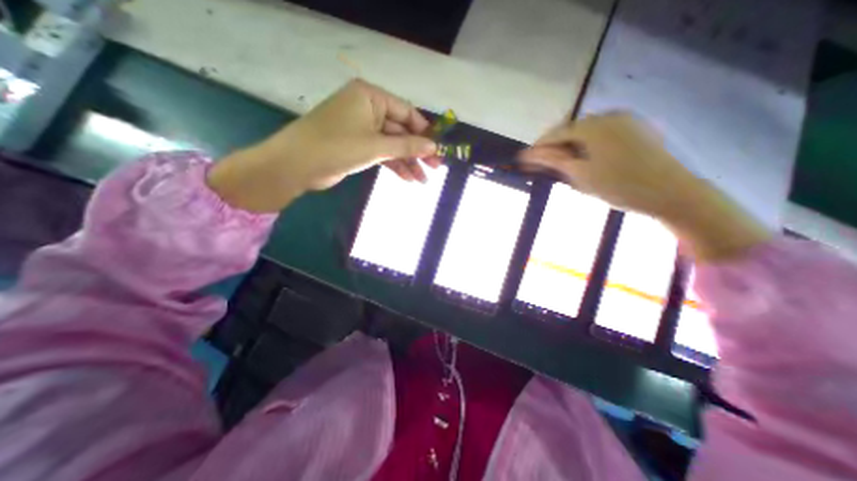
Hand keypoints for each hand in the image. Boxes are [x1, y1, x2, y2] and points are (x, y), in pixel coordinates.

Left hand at [205, 79, 435, 211]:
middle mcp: (368, 109)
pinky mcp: (358, 146)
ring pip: (392, 145)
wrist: (297, 166)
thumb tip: (433, 147)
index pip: (406, 113)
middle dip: (417, 151)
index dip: (424, 132)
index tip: (438, 149)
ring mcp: (363, 129)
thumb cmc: (337, 147)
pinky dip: (394, 165)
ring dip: (408, 162)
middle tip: (436, 168)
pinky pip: (382, 154)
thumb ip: (406, 146)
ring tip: (423, 180)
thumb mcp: (376, 146)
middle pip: (401, 131)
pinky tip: (408, 179)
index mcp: (371, 97)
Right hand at [519, 111, 773, 262]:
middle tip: (542, 165)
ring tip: (562, 165)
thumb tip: (528, 154)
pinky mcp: (636, 129)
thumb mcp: (580, 174)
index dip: (538, 147)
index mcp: (593, 126)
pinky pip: (603, 134)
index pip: (556, 133)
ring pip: (587, 132)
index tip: (524, 159)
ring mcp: (625, 121)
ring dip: (571, 146)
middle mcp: (608, 116)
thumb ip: (553, 160)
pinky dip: (588, 145)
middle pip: (571, 130)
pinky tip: (586, 159)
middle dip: (554, 147)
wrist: (671, 193)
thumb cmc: (619, 186)